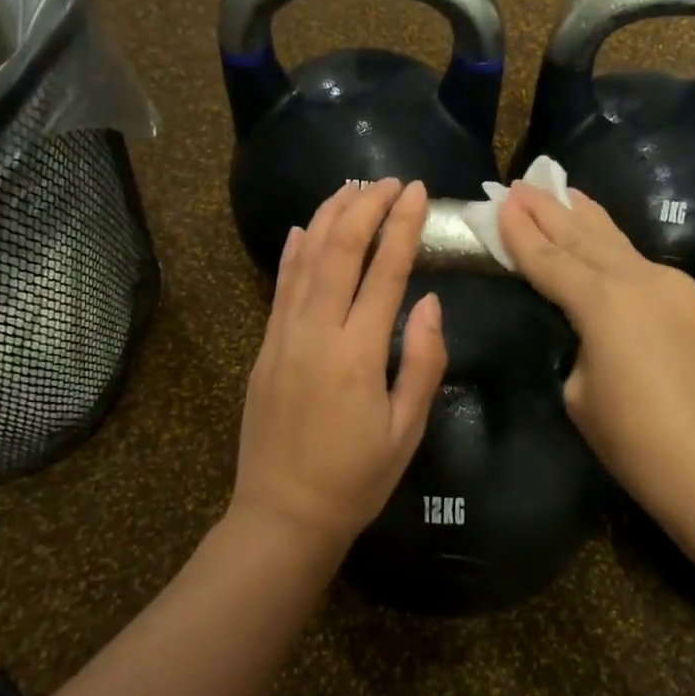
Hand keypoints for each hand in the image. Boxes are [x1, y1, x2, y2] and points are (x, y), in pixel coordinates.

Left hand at [230, 178, 447, 552]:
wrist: (283, 515)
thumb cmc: (356, 479)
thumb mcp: (406, 430)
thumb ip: (422, 362)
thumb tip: (430, 302)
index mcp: (359, 353)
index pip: (385, 272)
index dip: (403, 226)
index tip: (418, 192)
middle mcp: (317, 332)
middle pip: (340, 250)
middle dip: (366, 207)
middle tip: (389, 180)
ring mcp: (283, 337)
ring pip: (305, 260)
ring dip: (329, 217)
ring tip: (351, 187)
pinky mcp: (265, 348)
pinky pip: (280, 287)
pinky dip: (293, 252)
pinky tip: (304, 228)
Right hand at [497, 183, 694, 541]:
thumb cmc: (641, 446)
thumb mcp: (582, 397)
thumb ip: (580, 349)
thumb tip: (593, 335)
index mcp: (604, 303)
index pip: (550, 260)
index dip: (520, 234)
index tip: (500, 202)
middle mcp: (642, 280)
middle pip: (585, 237)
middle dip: (551, 210)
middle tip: (522, 184)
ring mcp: (677, 289)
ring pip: (619, 244)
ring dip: (586, 218)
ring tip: (563, 190)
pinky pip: (644, 265)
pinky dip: (616, 248)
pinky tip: (607, 241)